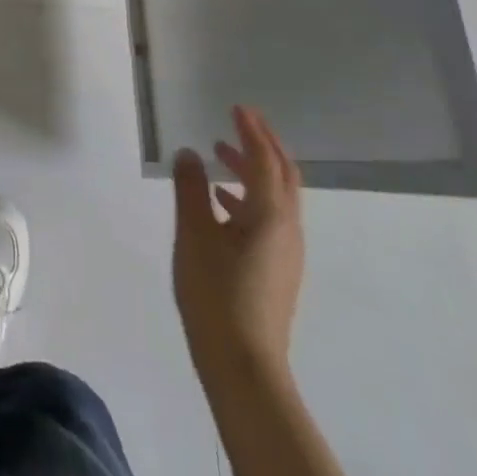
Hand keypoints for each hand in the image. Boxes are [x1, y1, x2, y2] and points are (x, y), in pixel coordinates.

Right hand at [172, 104, 304, 380]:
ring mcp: (285, 252)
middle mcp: (287, 229)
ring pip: (275, 198)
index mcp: (270, 215)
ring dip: (252, 171)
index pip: (265, 160)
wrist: (243, 367)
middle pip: (282, 176)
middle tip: (239, 123)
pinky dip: (248, 197)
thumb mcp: (194, 234)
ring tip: (220, 156)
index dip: (251, 131)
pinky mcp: (276, 271)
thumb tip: (189, 154)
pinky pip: (268, 218)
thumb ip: (190, 189)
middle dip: (262, 146)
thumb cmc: (216, 294)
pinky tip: (220, 202)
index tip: (237, 108)